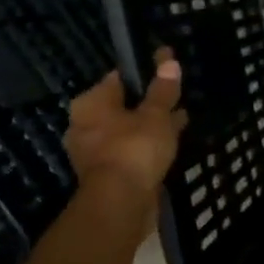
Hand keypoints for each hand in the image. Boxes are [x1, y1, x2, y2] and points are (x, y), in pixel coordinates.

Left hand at [63, 50, 187, 193]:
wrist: (121, 203)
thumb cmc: (134, 148)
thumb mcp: (156, 114)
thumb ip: (163, 89)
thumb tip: (168, 60)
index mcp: (91, 103)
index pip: (119, 78)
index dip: (144, 73)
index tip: (167, 74)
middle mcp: (85, 124)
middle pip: (122, 105)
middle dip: (147, 103)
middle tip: (175, 99)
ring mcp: (93, 151)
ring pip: (127, 130)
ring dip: (149, 126)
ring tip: (179, 121)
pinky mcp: (106, 173)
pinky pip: (130, 150)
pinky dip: (146, 146)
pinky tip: (169, 144)